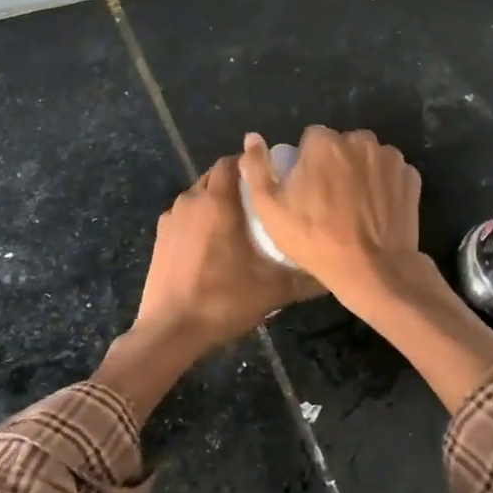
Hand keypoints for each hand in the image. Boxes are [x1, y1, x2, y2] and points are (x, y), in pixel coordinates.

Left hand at [133, 156, 322, 350]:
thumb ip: (305, 279)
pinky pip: (184, 216)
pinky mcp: (160, 237)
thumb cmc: (223, 301)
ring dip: (215, 201)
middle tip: (259, 203)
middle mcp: (191, 201)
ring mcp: (171, 218)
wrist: (170, 330)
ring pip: (198, 196)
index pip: (232, 162)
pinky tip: (211, 244)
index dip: (251, 165)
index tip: (270, 179)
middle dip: (235, 183)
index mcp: (217, 202)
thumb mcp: (272, 291)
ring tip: (237, 223)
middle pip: (214, 176)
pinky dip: (198, 220)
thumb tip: (333, 274)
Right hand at [238, 127, 423, 307]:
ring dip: (361, 172)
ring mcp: (390, 158)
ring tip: (354, 207)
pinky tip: (376, 211)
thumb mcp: (270, 209)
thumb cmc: (314, 239)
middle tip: (329, 200)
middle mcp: (360, 140)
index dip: (306, 162)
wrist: (373, 270)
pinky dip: (384, 185)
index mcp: (324, 142)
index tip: (306, 189)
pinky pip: (391, 174)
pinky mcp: (411, 178)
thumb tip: (252, 137)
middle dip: (335, 163)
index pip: (311, 138)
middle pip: (342, 145)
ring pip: (368, 157)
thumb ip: (257, 167)